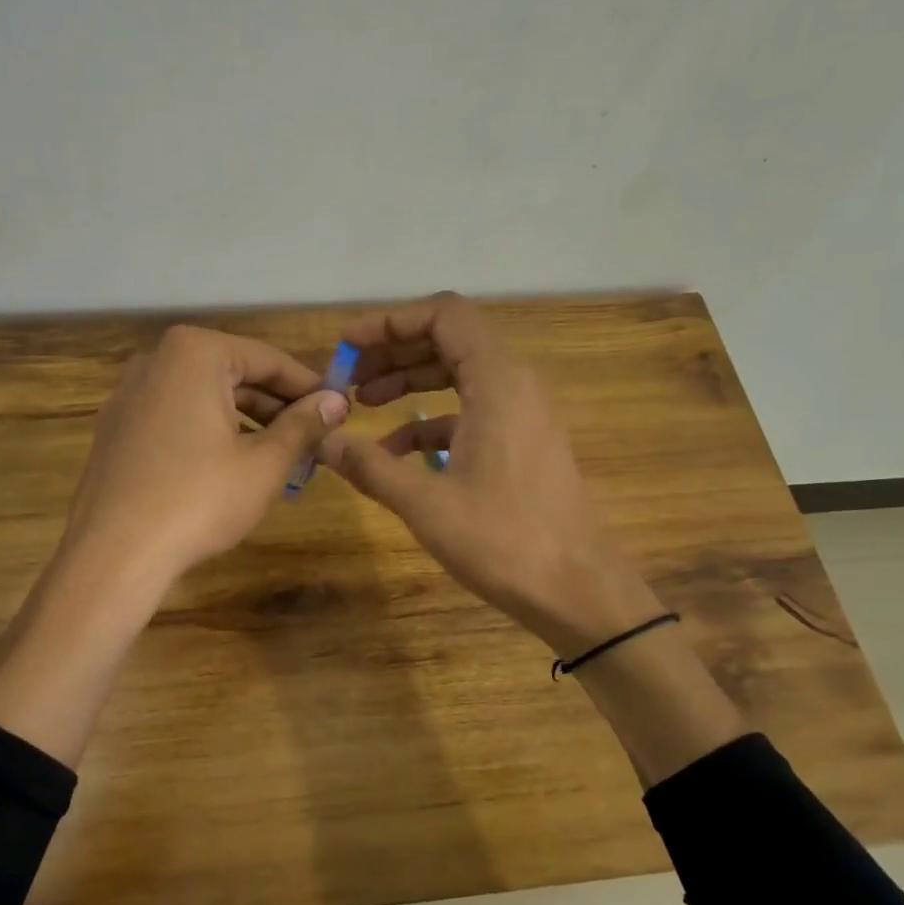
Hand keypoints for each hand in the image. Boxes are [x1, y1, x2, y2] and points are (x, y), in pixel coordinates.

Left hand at [61, 324, 349, 587]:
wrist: (114, 554)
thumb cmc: (199, 499)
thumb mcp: (264, 463)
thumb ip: (304, 425)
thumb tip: (337, 401)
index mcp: (194, 353)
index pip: (269, 360)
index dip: (309, 387)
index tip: (339, 411)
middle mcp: (156, 360)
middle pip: (234, 374)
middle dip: (277, 407)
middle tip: (314, 439)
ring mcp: (129, 394)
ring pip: (205, 397)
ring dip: (246, 422)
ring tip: (281, 457)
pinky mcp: (116, 429)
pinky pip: (176, 417)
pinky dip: (210, 432)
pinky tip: (233, 467)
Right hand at [320, 294, 660, 654]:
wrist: (578, 589)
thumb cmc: (504, 541)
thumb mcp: (426, 504)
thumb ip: (371, 467)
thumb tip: (325, 443)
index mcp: (497, 381)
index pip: (444, 315)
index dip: (391, 321)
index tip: (348, 344)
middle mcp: (514, 384)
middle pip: (449, 340)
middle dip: (394, 352)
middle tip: (348, 377)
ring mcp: (522, 412)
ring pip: (459, 374)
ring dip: (410, 381)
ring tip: (363, 403)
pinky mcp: (522, 441)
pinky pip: (471, 410)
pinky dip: (431, 419)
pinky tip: (397, 452)